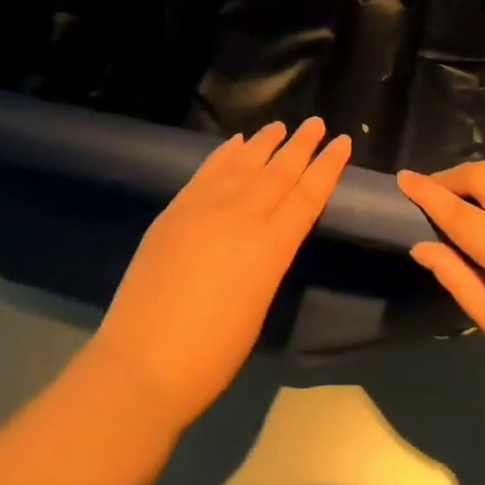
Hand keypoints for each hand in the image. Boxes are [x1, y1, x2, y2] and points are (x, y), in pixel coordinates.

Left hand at [90, 118, 350, 430]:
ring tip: (280, 126)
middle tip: (316, 122)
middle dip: (301, 145)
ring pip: (244, 163)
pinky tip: (236, 143)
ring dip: (264, 142)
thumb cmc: (211, 354)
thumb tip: (264, 236)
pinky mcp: (176, 210)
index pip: (307, 196)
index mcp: (270, 248)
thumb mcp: (258, 305)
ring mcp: (205, 208)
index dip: (327, 167)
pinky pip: (208, 171)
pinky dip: (225, 154)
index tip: (342, 142)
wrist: (142, 362)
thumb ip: (266, 260)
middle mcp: (242, 217)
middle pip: (279, 172)